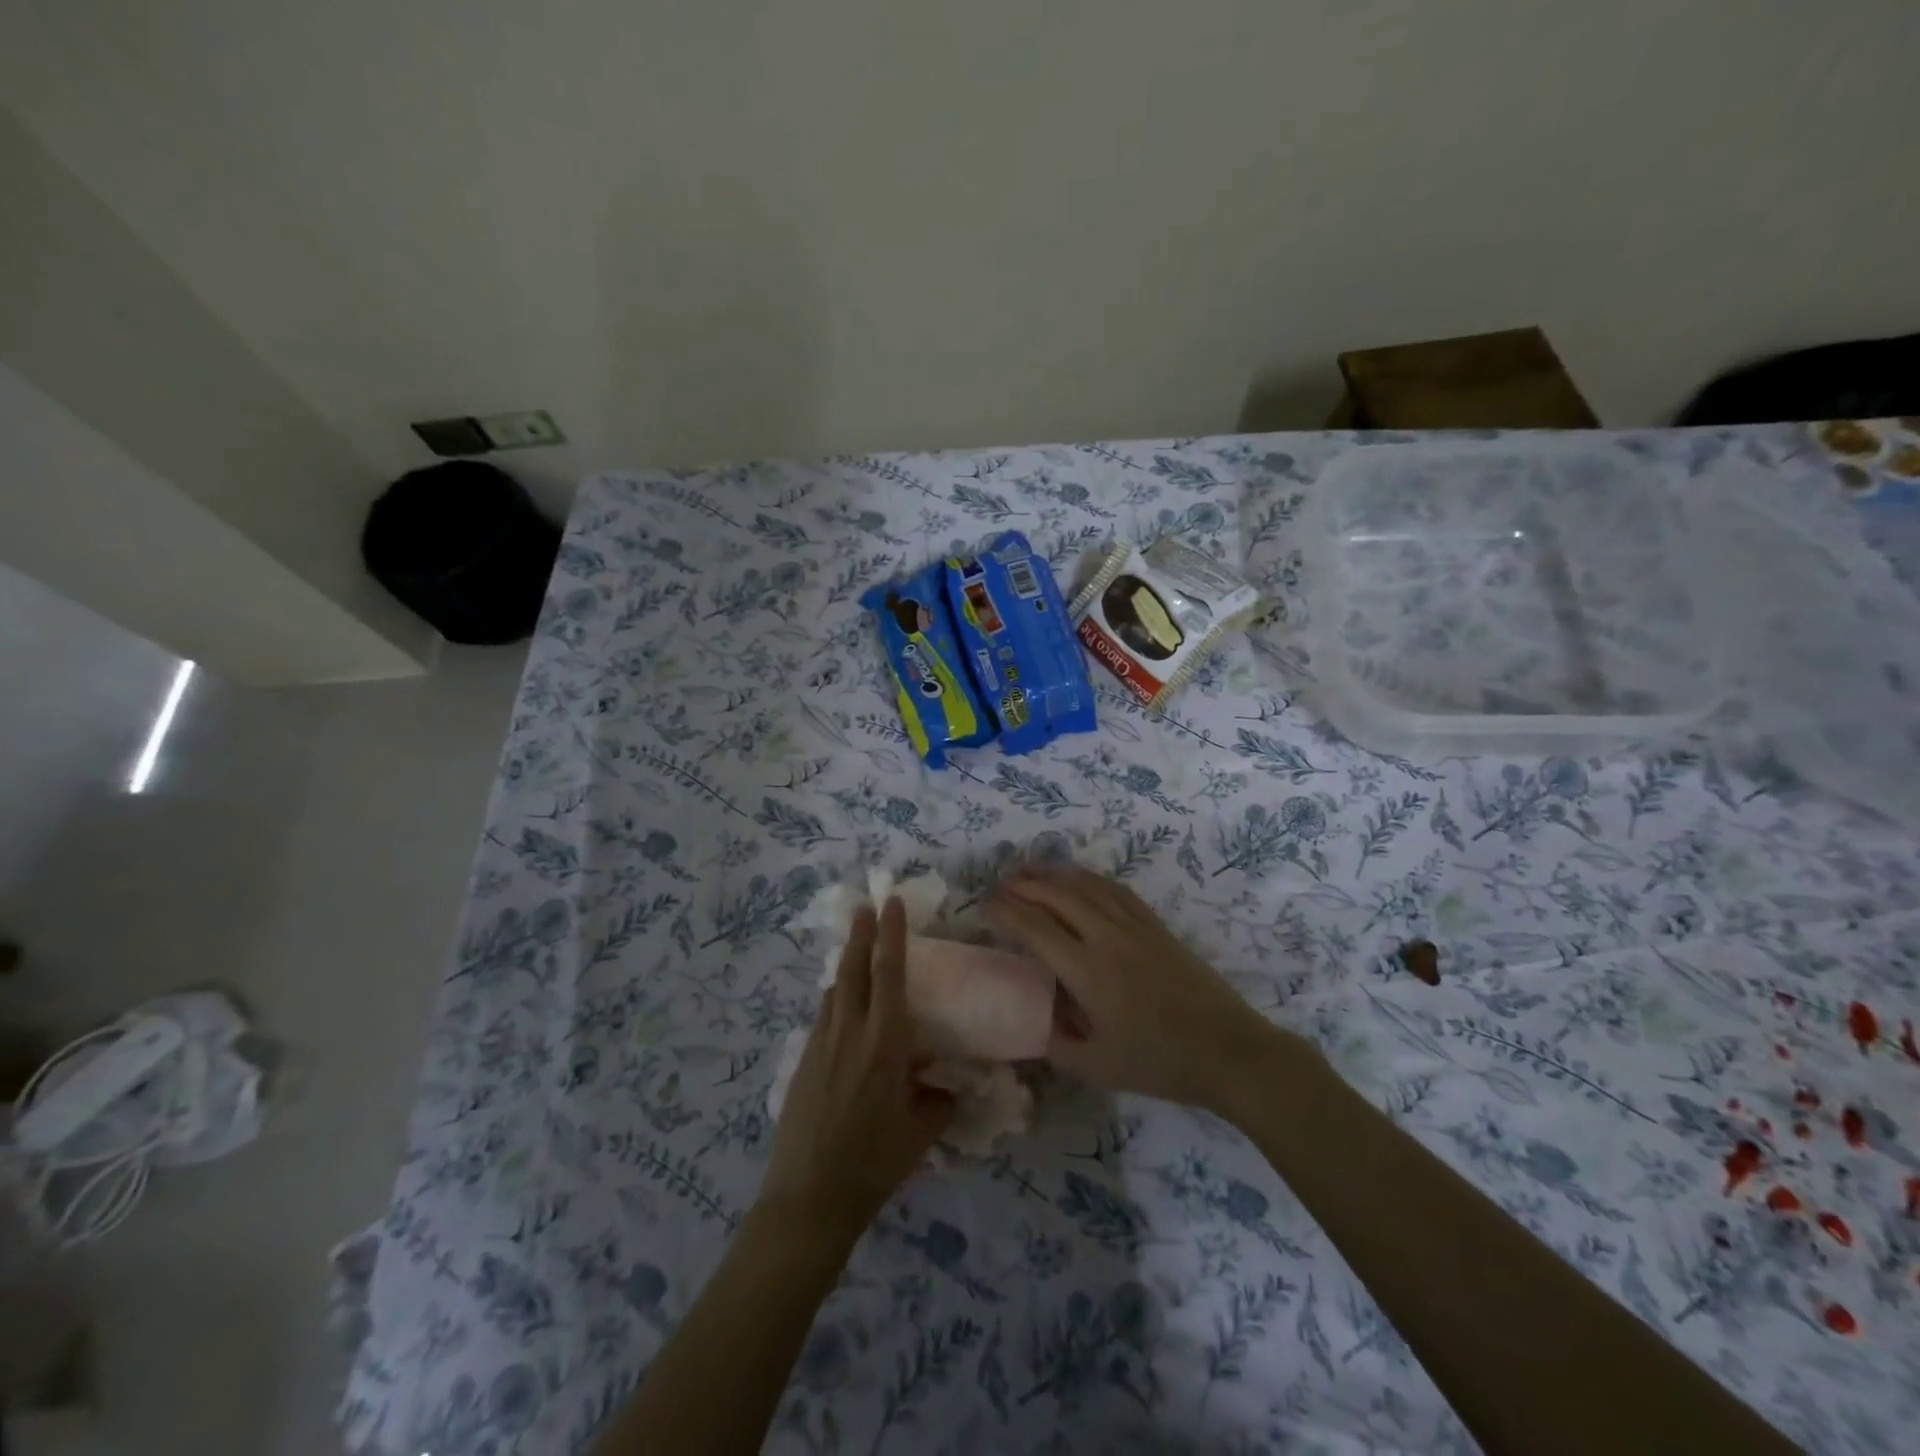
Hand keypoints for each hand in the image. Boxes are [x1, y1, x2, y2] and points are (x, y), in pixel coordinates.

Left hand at [759, 898, 954, 1245]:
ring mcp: (820, 1045)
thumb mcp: (921, 1133)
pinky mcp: (803, 1062)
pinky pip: (823, 1016)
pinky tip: (842, 1007)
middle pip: (852, 969)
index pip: (888, 974)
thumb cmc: (872, 1164)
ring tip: (856, 949)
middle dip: (860, 934)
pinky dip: (835, 998)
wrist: (808, 1198)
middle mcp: (849, 1033)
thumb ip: (940, 1101)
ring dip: (846, 964)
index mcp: (883, 1044)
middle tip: (866, 906)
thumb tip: (950, 1086)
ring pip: (834, 991)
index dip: (891, 935)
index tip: (891, 904)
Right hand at [984, 864, 1280, 1113]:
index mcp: (1087, 970)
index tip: (983, 907)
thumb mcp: (1098, 1067)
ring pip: (1086, 886)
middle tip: (999, 884)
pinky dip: (1089, 879)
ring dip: (1054, 874)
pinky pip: (1115, 890)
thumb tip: (1030, 1026)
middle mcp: (1106, 937)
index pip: (1035, 928)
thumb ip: (1056, 1044)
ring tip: (1029, 870)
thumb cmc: (1160, 1062)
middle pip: (1057, 895)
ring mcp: (1134, 926)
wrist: (1227, 1049)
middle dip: (1024, 884)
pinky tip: (1079, 879)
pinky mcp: (1155, 926)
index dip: (1005, 912)